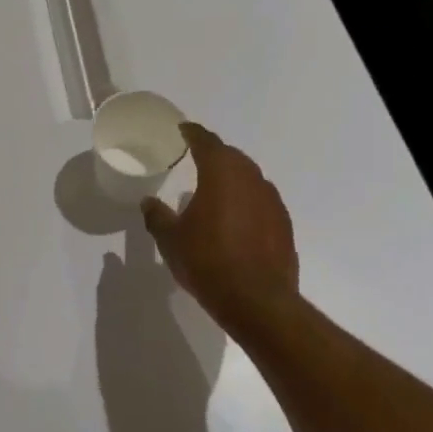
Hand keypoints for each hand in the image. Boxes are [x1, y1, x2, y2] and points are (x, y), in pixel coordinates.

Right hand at [141, 122, 299, 325]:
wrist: (257, 301)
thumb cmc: (207, 262)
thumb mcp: (170, 240)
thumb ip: (157, 216)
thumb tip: (148, 202)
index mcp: (221, 175)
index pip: (207, 142)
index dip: (193, 133)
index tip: (183, 130)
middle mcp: (251, 180)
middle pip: (232, 156)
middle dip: (214, 153)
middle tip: (196, 157)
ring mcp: (272, 202)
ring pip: (250, 178)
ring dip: (232, 177)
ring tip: (214, 188)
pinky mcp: (284, 225)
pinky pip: (261, 200)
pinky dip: (246, 200)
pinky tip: (234, 217)